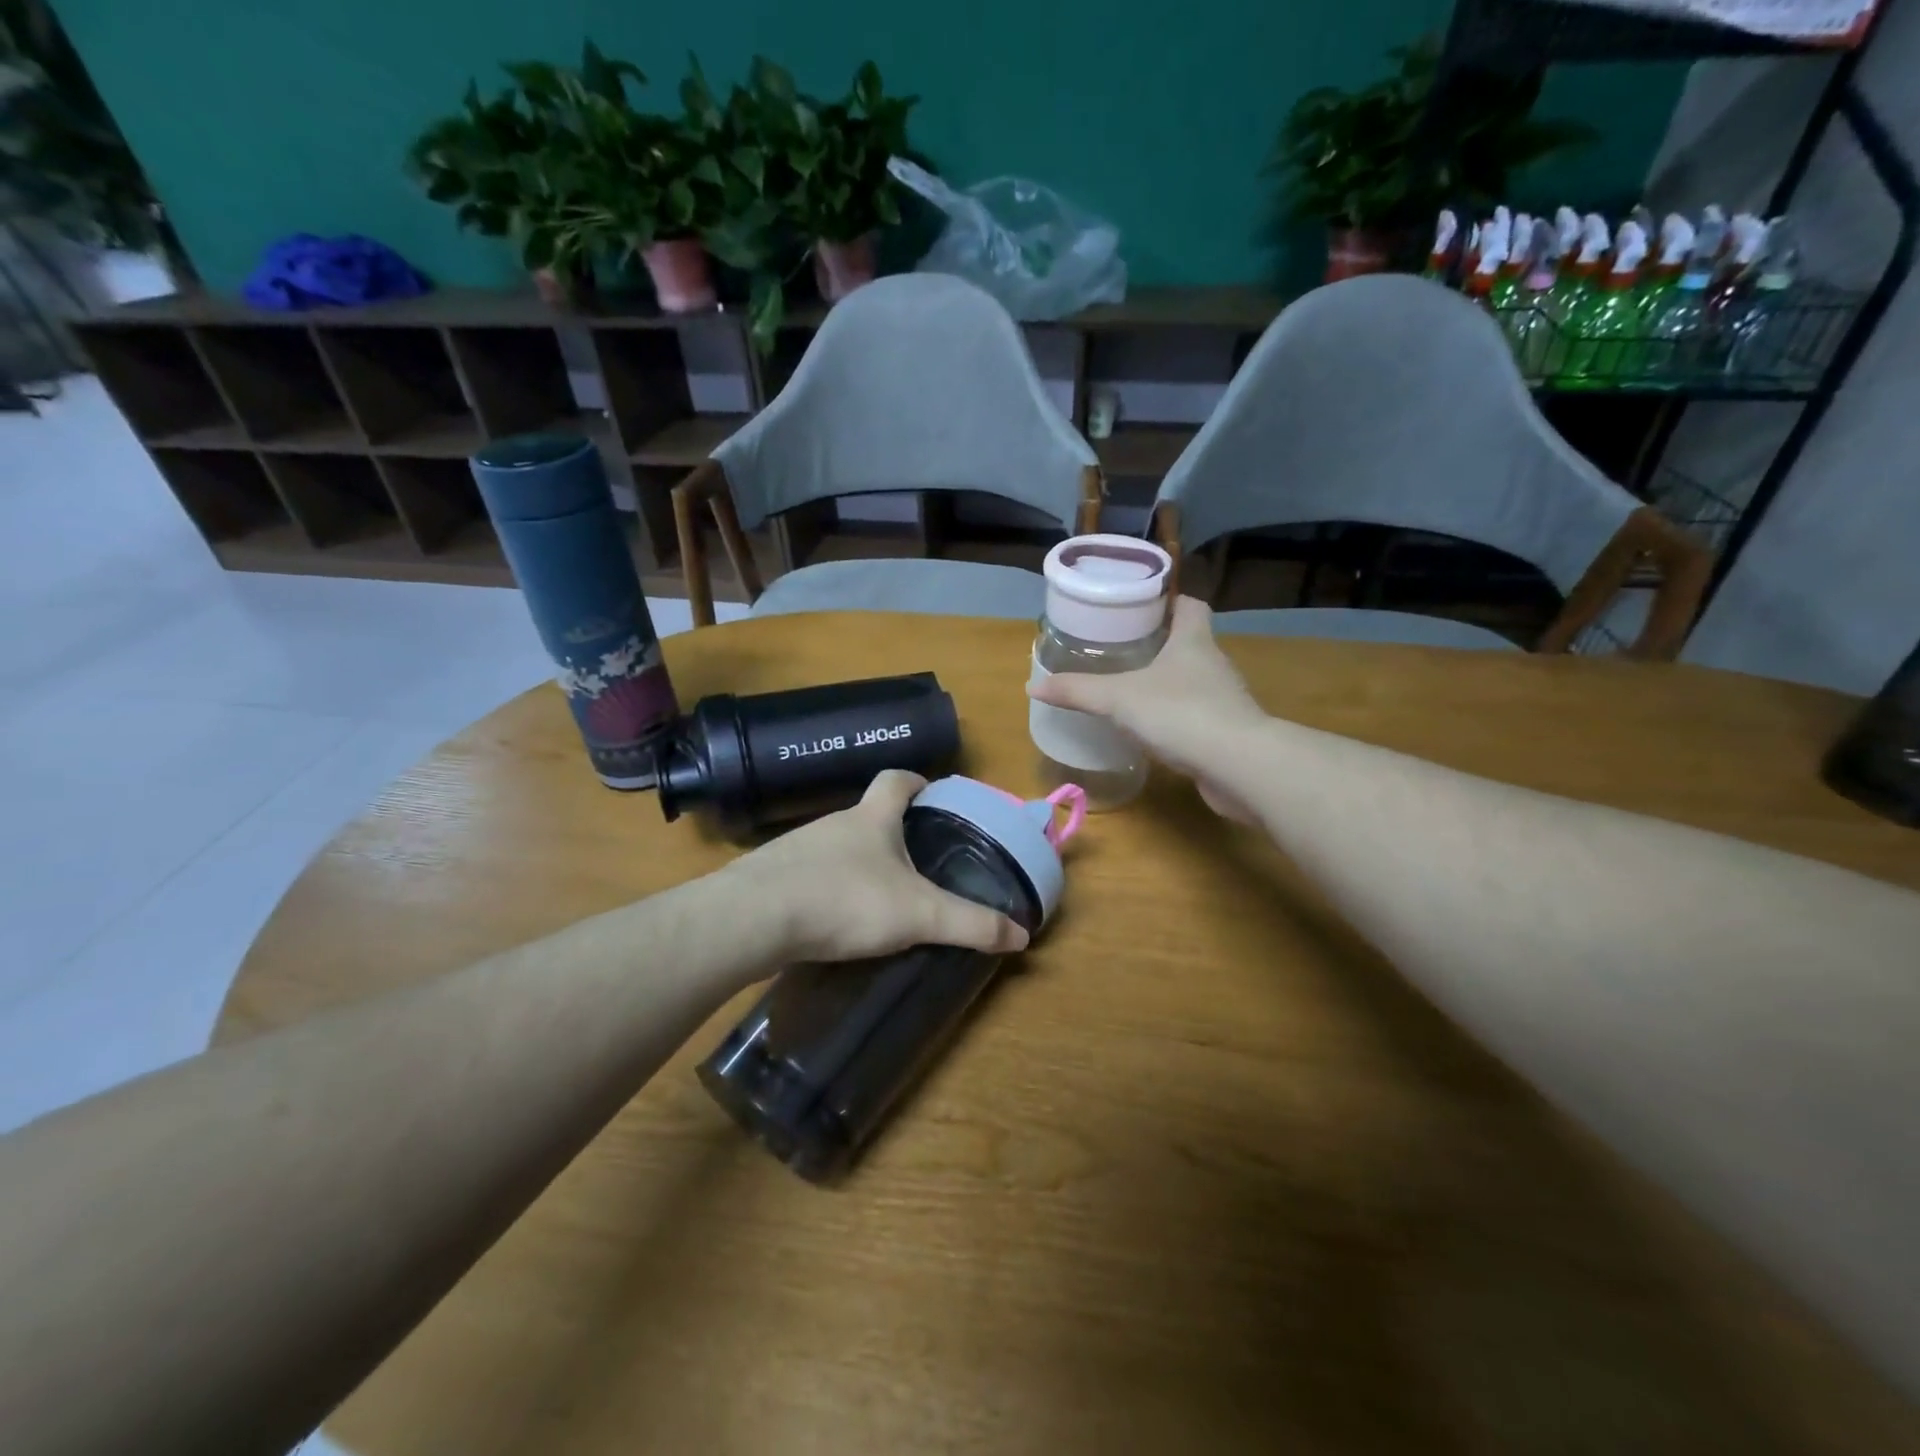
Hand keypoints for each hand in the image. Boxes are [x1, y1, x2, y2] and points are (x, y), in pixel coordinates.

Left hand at [726, 771, 1029, 963]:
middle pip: (866, 815)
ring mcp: (796, 848)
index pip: (895, 780)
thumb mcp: (919, 915)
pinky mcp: (769, 877)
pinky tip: (830, 919)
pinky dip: (823, 888)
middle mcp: (833, 823)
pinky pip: (806, 875)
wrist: (753, 920)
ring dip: (856, 863)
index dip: (916, 781)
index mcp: (871, 819)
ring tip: (874, 896)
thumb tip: (1022, 935)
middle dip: (890, 832)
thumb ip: (970, 924)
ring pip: (835, 847)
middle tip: (913, 860)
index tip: (930, 791)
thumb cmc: (845, 901)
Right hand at [1028, 596, 1269, 820]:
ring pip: (1191, 680)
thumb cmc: (1180, 714)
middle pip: (1188, 641)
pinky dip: (1175, 717)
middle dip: (1158, 643)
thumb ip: (1078, 691)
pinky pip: (1195, 714)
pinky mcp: (1225, 731)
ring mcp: (1223, 699)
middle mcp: (1214, 663)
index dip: (1168, 601)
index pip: (1190, 605)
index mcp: (1194, 640)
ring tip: (1129, 688)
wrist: (1239, 766)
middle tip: (1120, 649)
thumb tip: (1033, 686)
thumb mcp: (1119, 698)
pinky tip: (1151, 729)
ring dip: (1166, 682)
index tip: (1138, 607)